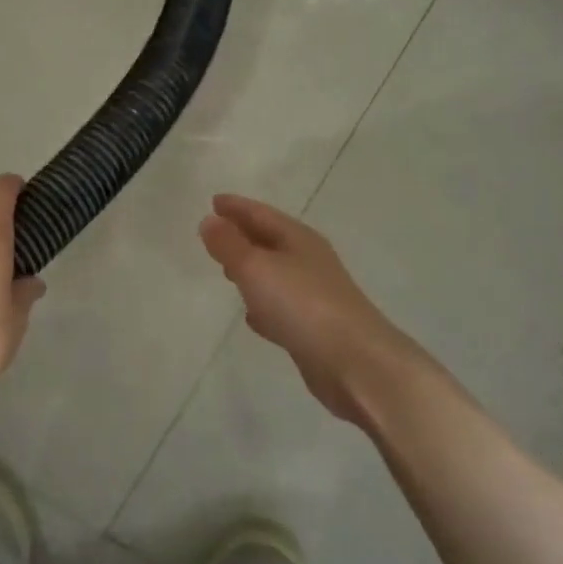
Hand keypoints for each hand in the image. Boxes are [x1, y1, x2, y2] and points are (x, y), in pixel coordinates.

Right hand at [199, 194, 424, 429]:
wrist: (353, 361)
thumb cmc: (302, 304)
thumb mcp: (256, 268)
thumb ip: (229, 245)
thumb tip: (209, 220)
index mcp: (298, 239)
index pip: (262, 214)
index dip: (237, 207)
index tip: (213, 201)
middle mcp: (309, 262)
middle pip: (271, 241)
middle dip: (244, 236)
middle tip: (216, 234)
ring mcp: (314, 296)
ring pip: (275, 275)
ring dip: (252, 270)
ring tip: (227, 271)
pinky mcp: (313, 329)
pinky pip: (281, 308)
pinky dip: (264, 306)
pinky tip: (253, 317)